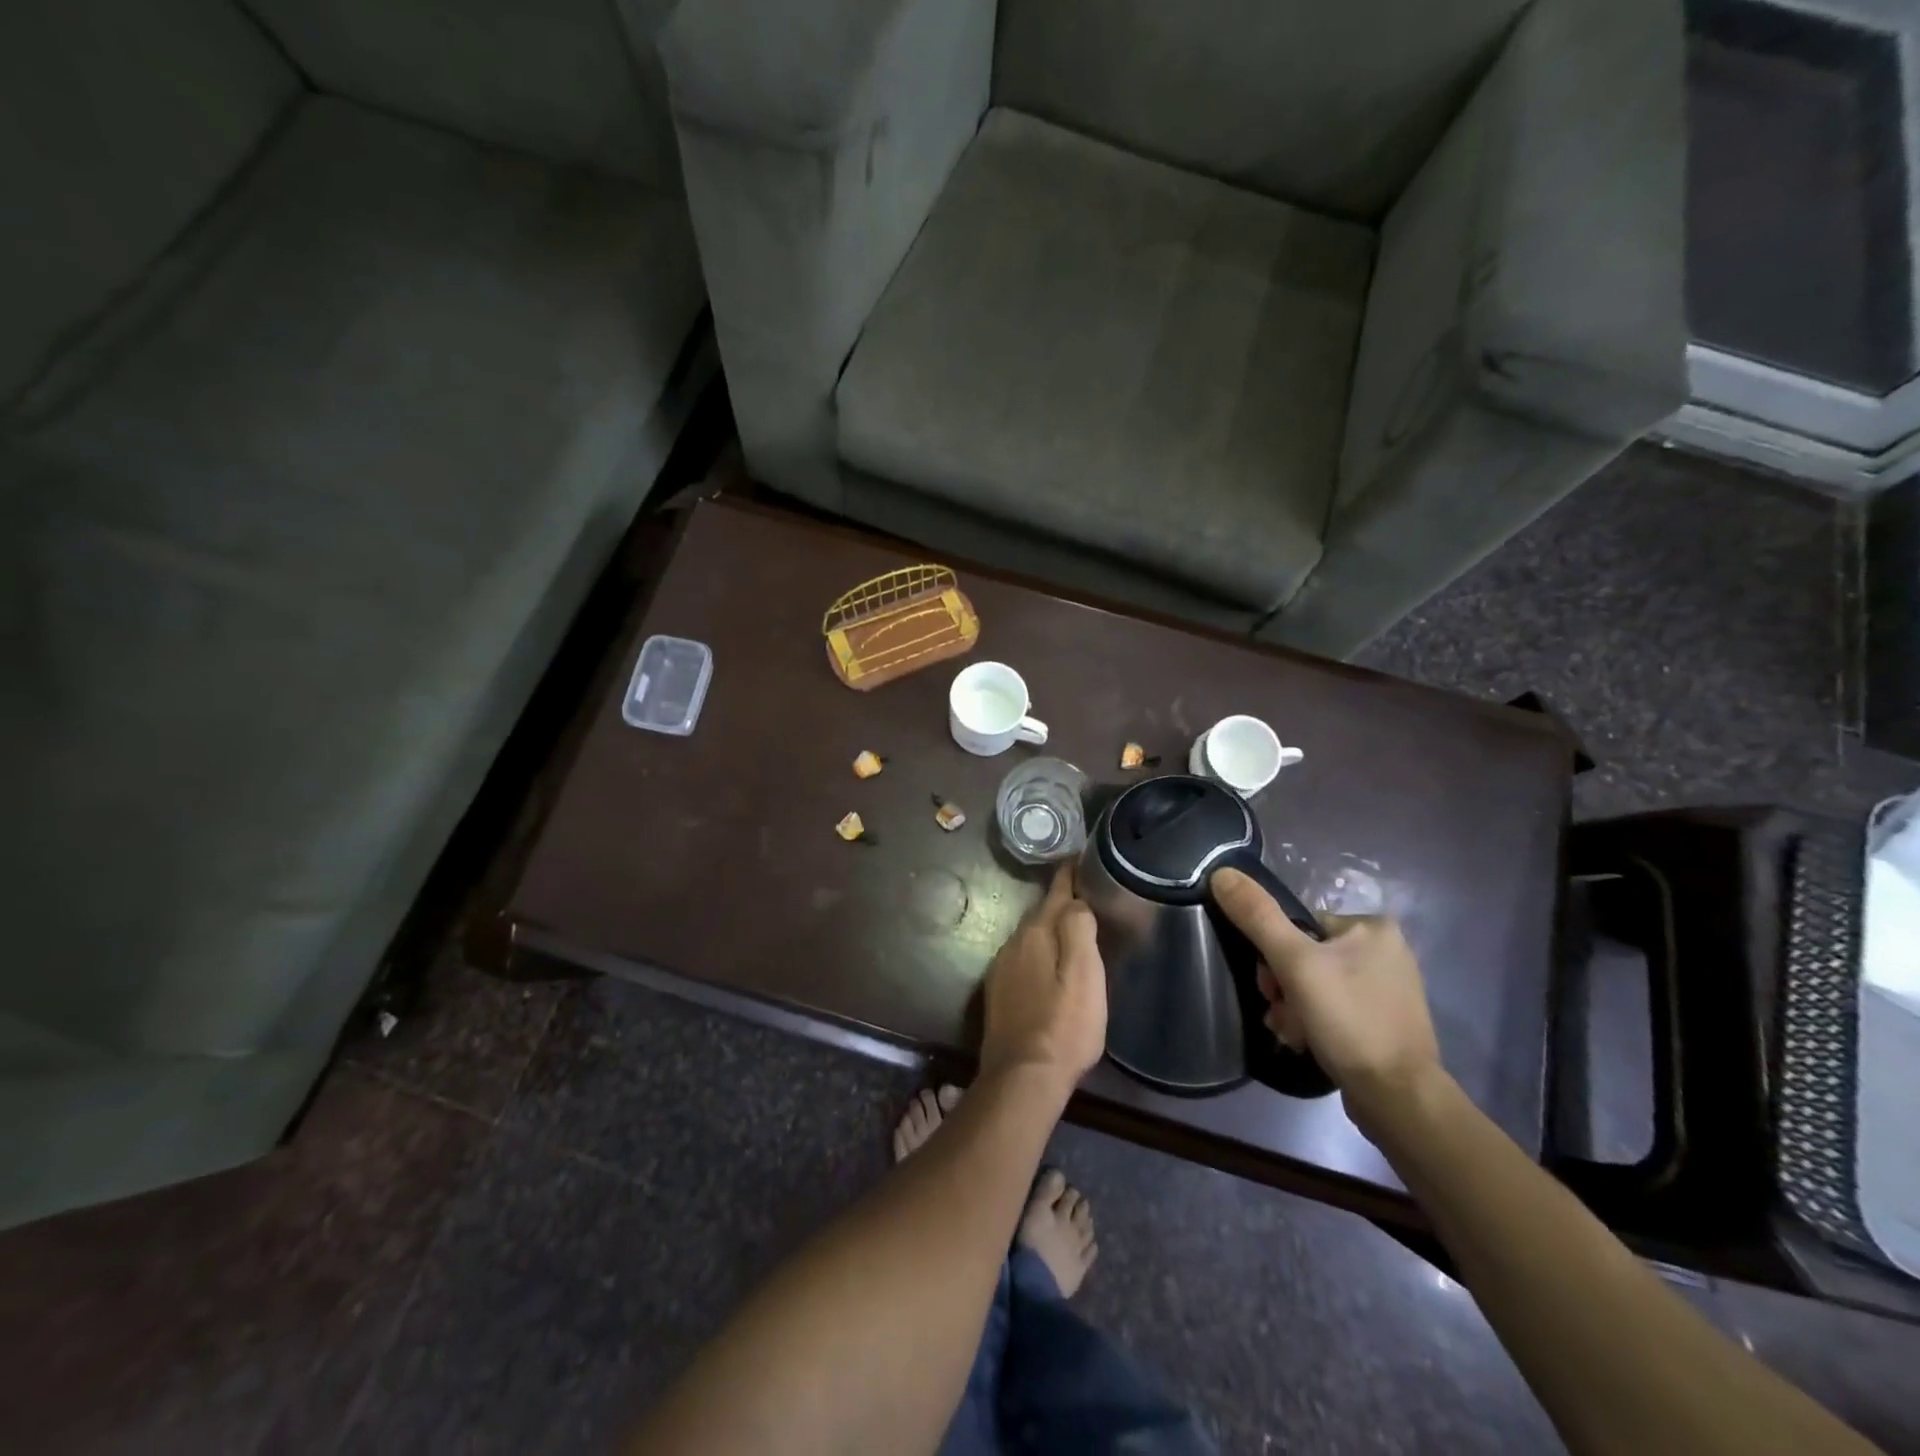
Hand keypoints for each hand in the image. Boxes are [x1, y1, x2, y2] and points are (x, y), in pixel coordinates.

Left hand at [979, 863, 1107, 1090]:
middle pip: (1041, 915)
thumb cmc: (1064, 1024)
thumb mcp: (1084, 974)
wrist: (1023, 1076)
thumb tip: (1075, 901)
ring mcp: (1002, 969)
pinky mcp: (998, 994)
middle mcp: (1012, 944)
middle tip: (1086, 898)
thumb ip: (1078, 929)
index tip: (1080, 858)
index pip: (1055, 893)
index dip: (1069, 875)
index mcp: (1035, 934)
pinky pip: (1023, 960)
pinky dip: (1039, 955)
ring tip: (1072, 931)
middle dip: (1060, 904)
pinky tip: (1050, 968)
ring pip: (1030, 938)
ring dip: (1049, 932)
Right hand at [1209, 868, 1440, 1125]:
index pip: (1301, 924)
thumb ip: (1257, 916)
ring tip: (1293, 1033)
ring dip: (1293, 1008)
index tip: (1271, 984)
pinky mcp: (1385, 1022)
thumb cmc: (1349, 1020)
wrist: (1398, 1099)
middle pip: (1305, 956)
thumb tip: (1221, 873)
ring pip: (1316, 985)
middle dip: (1283, 986)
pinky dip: (1314, 1023)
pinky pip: (1334, 1009)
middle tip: (1281, 1012)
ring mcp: (1388, 990)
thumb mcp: (1295, 962)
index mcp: (1374, 927)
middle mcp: (1386, 951)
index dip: (1274, 953)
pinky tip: (1307, 1042)